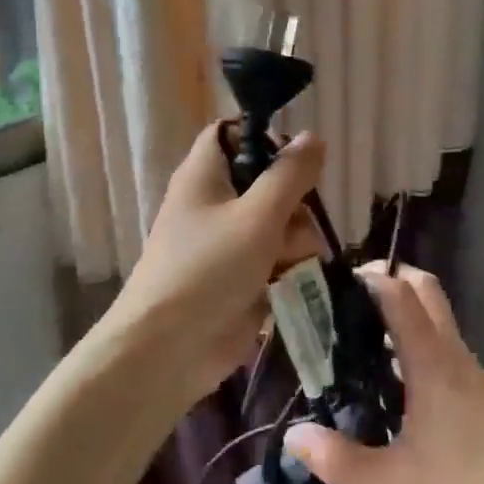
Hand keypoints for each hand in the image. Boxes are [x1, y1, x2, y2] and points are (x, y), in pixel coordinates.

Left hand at [100, 123, 324, 406]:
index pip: (233, 134)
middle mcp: (215, 203)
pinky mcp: (241, 278)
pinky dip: (289, 268)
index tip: (296, 162)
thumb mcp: (257, 215)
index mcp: (206, 175)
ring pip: (280, 224)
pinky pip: (276, 260)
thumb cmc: (209, 269)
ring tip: (293, 264)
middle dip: (294, 204)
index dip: (265, 140)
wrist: (170, 349)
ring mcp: (228, 243)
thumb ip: (290, 175)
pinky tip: (295, 282)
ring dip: (297, 242)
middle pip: (269, 183)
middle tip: (296, 225)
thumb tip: (313, 137)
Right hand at [284, 265, 483, 483]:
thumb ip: (342, 462)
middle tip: (349, 298)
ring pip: (438, 324)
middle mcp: (455, 356)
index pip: (400, 294)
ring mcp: (476, 376)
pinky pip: (447, 354)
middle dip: (391, 279)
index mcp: (432, 362)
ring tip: (361, 345)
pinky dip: (420, 350)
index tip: (333, 278)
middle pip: (426, 292)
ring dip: (404, 317)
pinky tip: (400, 391)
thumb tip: (293, 437)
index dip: (369, 276)